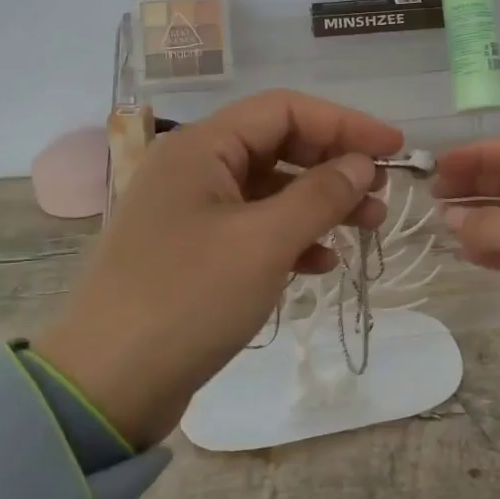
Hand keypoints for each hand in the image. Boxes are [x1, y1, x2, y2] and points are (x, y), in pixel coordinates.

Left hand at [35, 92, 402, 446]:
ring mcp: (191, 212)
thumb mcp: (264, 243)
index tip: (393, 148)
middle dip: (334, 166)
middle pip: (278, 147)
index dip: (344, 123)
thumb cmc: (188, 299)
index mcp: (201, 147)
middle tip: (382, 195)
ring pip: (270, 190)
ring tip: (367, 228)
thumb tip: (362, 164)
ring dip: (320, 204)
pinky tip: (322, 262)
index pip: (284, 110)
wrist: (106, 387)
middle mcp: (194, 169)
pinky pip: (254, 228)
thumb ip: (320, 195)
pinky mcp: (193, 253)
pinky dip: (291, 238)